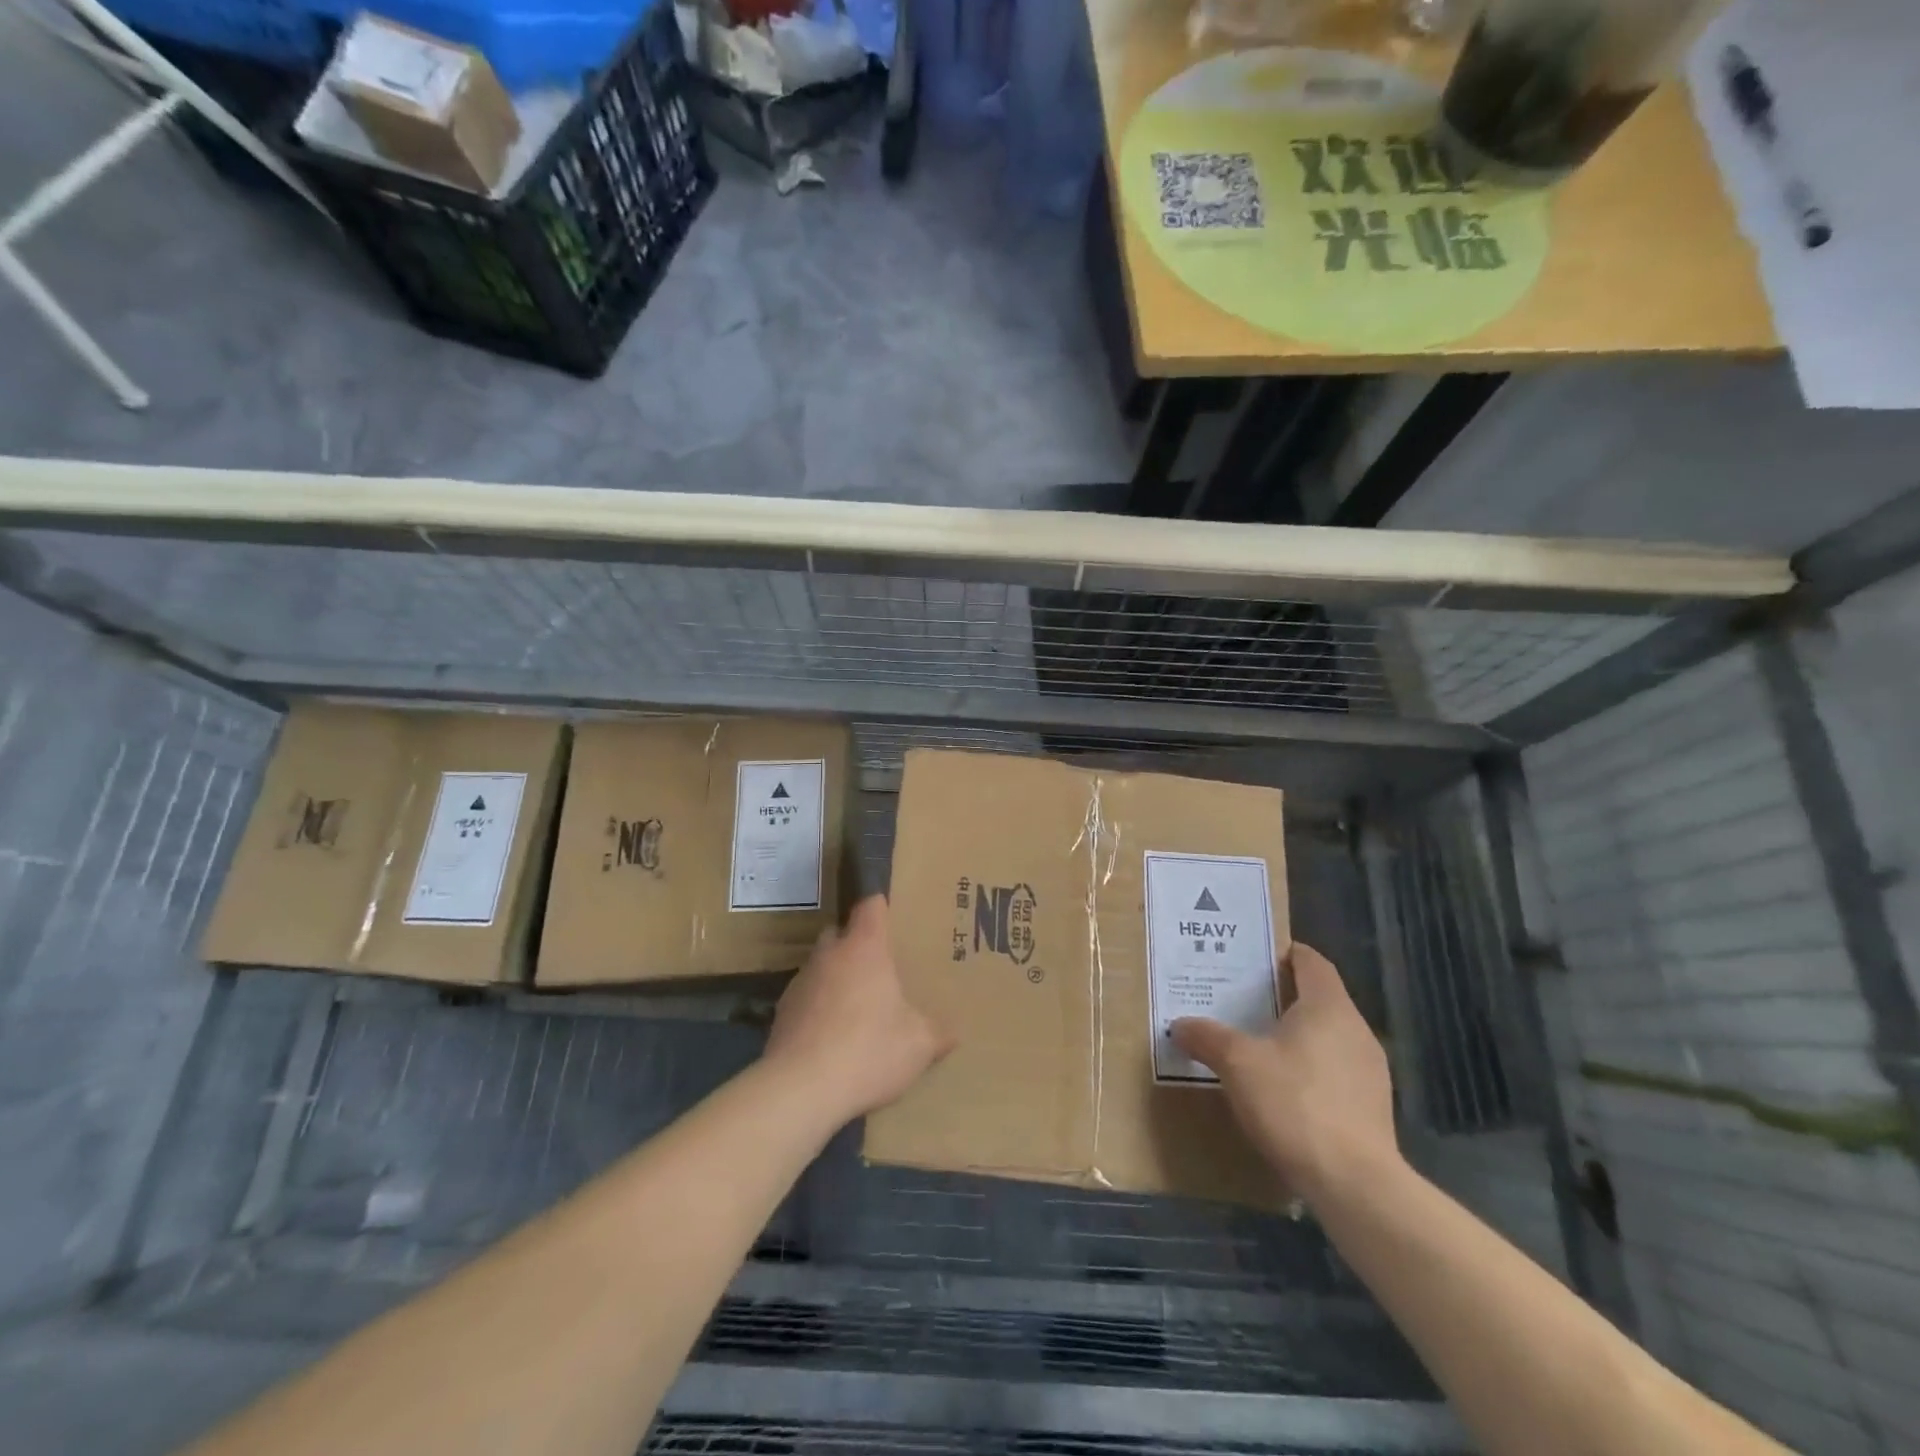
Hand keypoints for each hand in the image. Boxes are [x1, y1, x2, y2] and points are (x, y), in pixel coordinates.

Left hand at [765, 894, 954, 1125]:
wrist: (800, 1089)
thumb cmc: (868, 1050)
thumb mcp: (917, 1045)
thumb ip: (937, 1033)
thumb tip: (953, 1032)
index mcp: (865, 948)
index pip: (871, 907)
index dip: (882, 907)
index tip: (893, 916)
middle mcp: (829, 955)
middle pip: (840, 932)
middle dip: (856, 944)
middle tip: (878, 968)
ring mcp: (801, 981)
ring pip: (820, 965)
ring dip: (835, 977)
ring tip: (854, 1006)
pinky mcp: (781, 1011)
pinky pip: (805, 997)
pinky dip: (817, 1007)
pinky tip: (830, 1036)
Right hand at [1171, 942, 1397, 1204]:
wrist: (1354, 1184)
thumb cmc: (1294, 1103)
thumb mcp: (1237, 1064)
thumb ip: (1207, 1037)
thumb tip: (1180, 1024)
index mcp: (1328, 1006)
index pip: (1312, 962)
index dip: (1285, 954)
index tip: (1255, 959)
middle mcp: (1356, 1030)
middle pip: (1319, 999)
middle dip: (1282, 998)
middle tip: (1241, 1002)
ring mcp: (1371, 1071)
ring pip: (1328, 1038)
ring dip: (1297, 1037)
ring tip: (1258, 1047)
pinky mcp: (1373, 1108)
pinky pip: (1336, 1072)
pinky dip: (1310, 1070)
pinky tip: (1283, 1092)